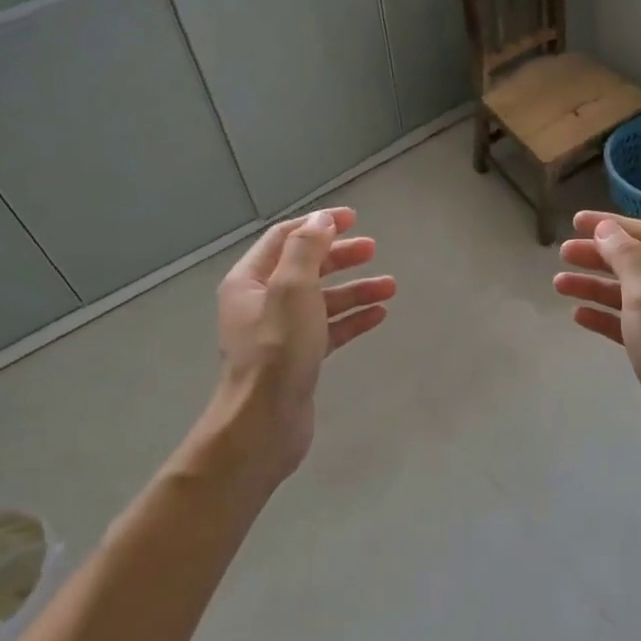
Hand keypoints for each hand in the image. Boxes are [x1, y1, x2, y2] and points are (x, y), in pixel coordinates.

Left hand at [208, 208, 394, 484]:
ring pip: (321, 300)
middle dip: (339, 256)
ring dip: (354, 289)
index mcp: (249, 280)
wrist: (264, 421)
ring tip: (390, 286)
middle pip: (305, 267)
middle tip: (373, 249)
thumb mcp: (291, 288)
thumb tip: (321, 219)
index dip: (318, 224)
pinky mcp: (298, 358)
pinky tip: (378, 315)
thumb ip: (306, 249)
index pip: (284, 238)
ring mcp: (279, 333)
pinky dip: (351, 320)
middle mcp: (260, 302)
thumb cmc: (277, 349)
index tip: (354, 218)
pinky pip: (328, 329)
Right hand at [556, 212, 640, 471]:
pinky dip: (602, 316)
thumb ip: (626, 258)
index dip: (610, 226)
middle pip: (633, 263)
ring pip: (625, 294)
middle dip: (597, 255)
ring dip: (593, 285)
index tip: (574, 222)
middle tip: (562, 254)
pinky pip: (624, 323)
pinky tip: (578, 316)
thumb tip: (606, 228)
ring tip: (558, 284)